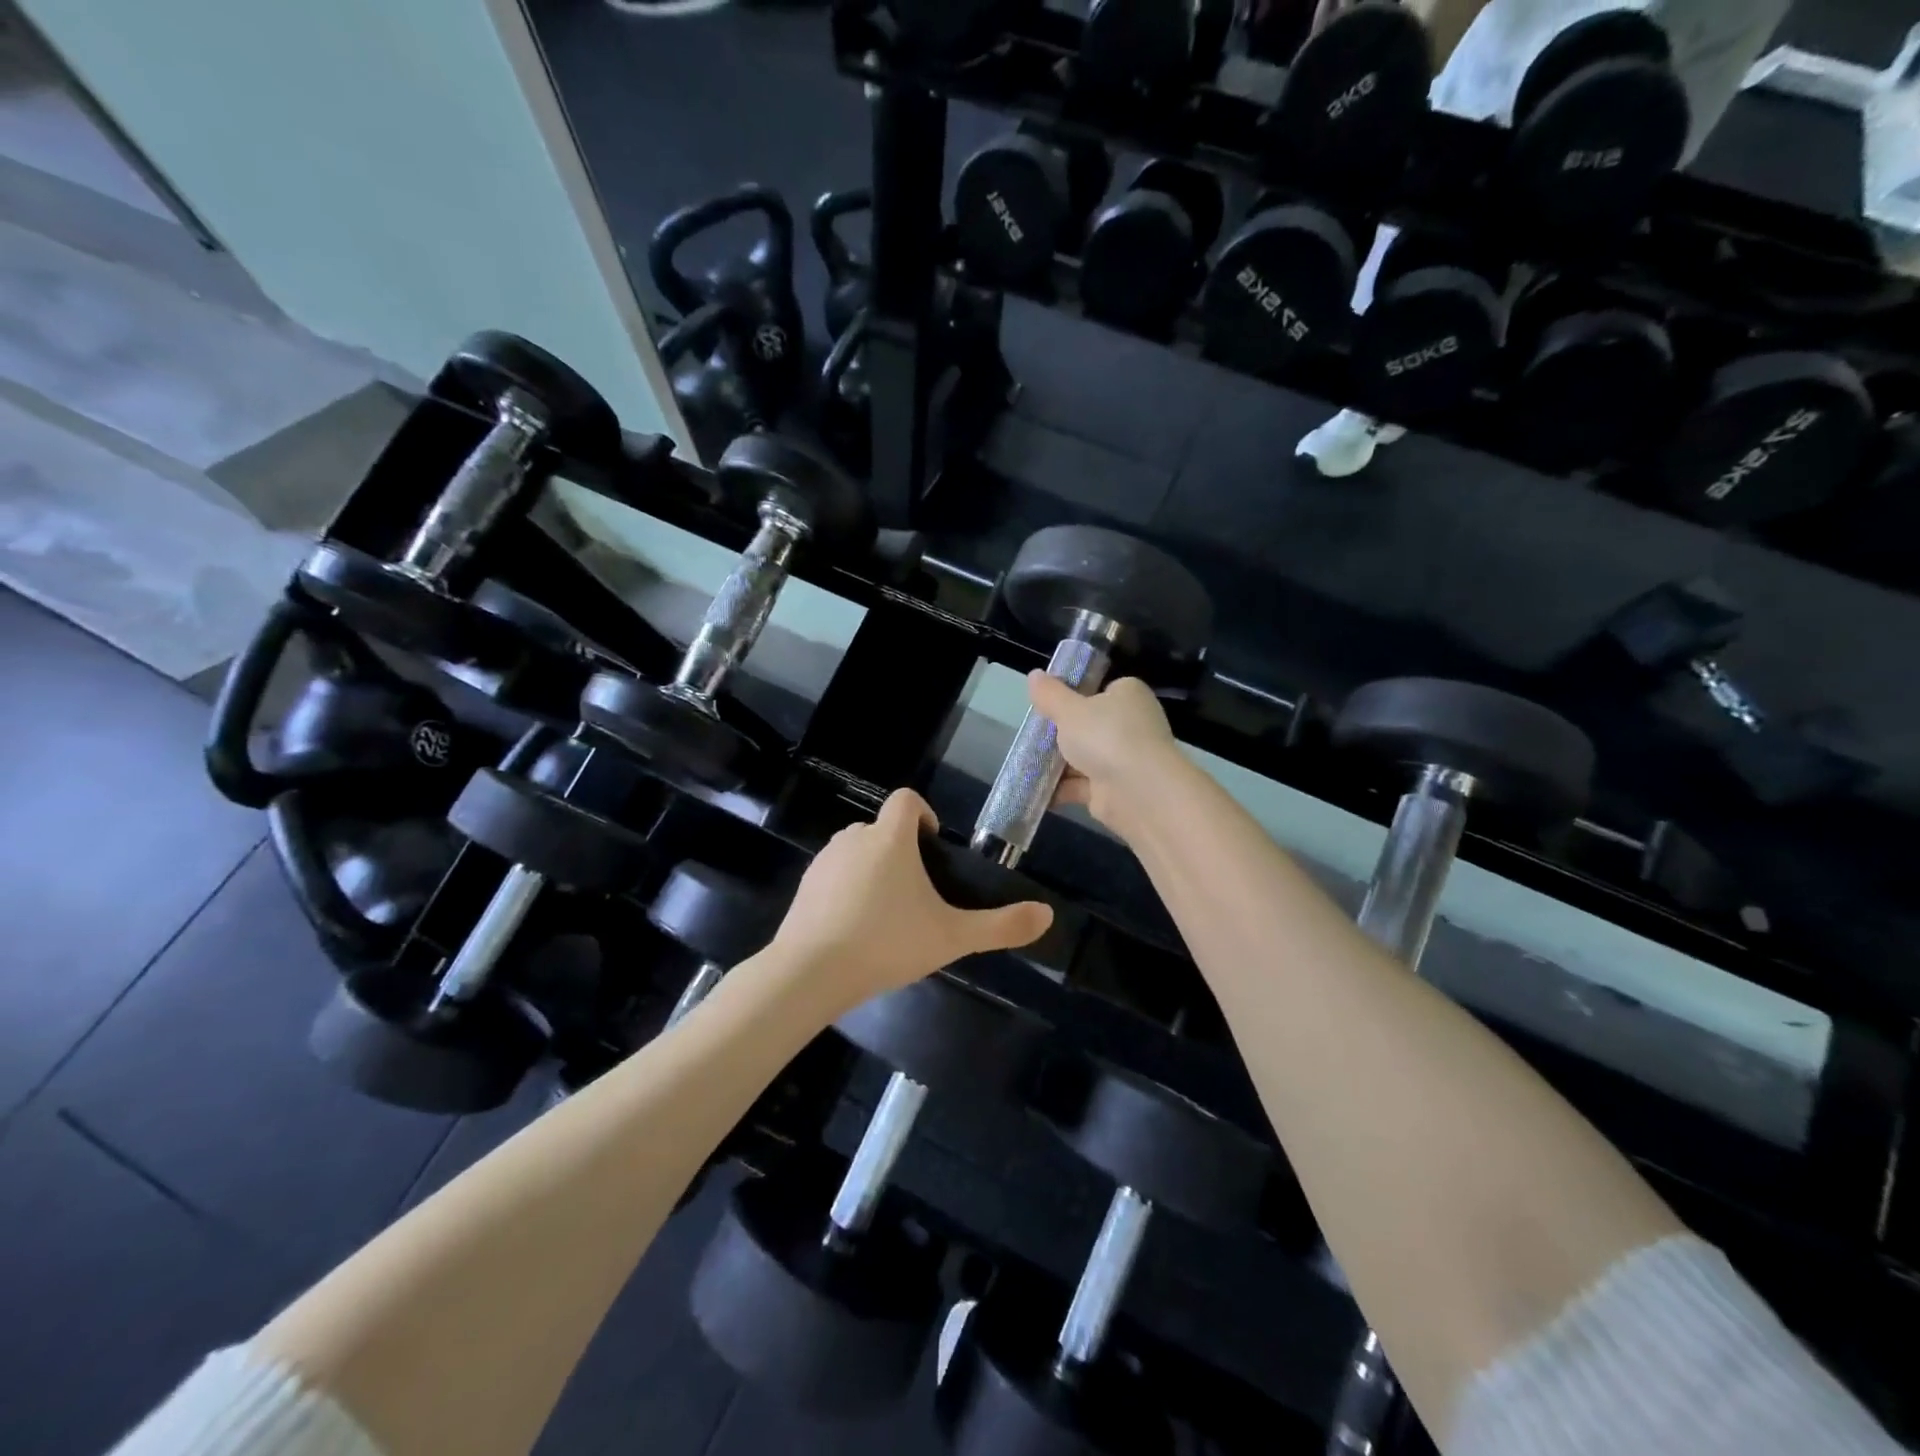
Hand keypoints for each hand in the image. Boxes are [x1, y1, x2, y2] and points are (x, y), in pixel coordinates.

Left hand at [769, 789, 1052, 1015]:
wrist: (810, 973)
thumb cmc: (887, 943)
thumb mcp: (952, 937)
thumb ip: (1001, 926)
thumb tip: (1048, 914)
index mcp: (890, 838)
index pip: (907, 800)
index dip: (925, 815)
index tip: (934, 850)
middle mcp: (854, 838)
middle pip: (882, 827)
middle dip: (901, 850)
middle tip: (918, 894)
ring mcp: (824, 860)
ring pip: (856, 851)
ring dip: (873, 869)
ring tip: (888, 914)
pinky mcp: (804, 885)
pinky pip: (833, 875)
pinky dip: (846, 889)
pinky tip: (854, 929)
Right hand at [1028, 672, 1182, 833]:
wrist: (1138, 792)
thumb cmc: (1105, 736)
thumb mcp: (1069, 709)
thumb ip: (1050, 694)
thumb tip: (1034, 675)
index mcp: (1129, 695)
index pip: (1101, 690)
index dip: (1074, 695)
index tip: (1048, 703)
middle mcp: (1132, 725)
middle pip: (1089, 725)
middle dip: (1061, 733)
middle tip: (1031, 733)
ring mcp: (1125, 759)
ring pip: (1084, 757)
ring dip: (1058, 763)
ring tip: (1025, 761)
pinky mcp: (1115, 790)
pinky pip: (1082, 785)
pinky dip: (1061, 788)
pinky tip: (1034, 788)